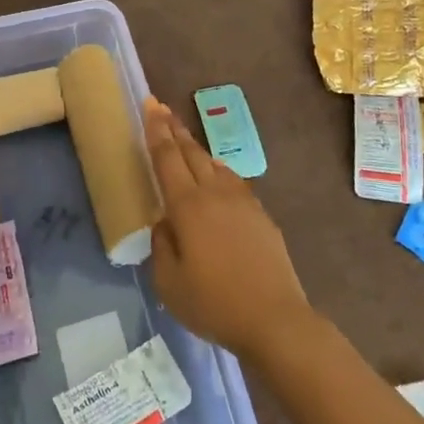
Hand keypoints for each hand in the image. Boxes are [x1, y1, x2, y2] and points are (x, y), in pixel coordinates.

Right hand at [144, 99, 311, 357]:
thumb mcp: (169, 282)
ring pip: (215, 164)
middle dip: (174, 129)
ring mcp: (242, 201)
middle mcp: (215, 193)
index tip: (149, 105)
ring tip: (185, 140)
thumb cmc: (214, 303)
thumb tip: (165, 222)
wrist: (274, 318)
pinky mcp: (261, 215)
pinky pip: (233, 181)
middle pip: (191, 152)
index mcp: (187, 205)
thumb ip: (162, 245)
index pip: (167, 157)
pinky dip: (218, 171)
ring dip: (196, 148)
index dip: (156, 130)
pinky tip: (218, 178)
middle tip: (162, 108)